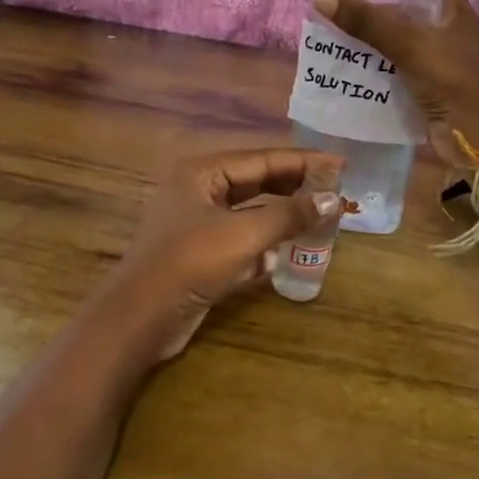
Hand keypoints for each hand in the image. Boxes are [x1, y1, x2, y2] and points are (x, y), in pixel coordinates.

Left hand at [110, 149, 341, 360]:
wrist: (139, 320)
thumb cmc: (189, 263)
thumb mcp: (243, 235)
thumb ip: (289, 215)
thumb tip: (333, 200)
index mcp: (202, 173)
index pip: (262, 158)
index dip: (303, 161)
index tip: (340, 163)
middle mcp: (198, 191)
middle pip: (255, 182)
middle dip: (294, 187)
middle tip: (334, 190)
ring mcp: (196, 224)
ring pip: (249, 212)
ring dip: (281, 216)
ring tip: (319, 217)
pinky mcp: (199, 255)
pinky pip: (240, 240)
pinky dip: (263, 244)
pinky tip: (286, 253)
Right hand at [314, 0, 478, 162]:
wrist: (472, 136)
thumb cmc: (449, 80)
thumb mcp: (407, 45)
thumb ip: (367, 23)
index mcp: (456, 12)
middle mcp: (450, 31)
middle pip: (415, 7)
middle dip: (383, 3)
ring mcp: (441, 59)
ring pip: (404, 37)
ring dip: (378, 34)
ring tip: (343, 25)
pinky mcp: (429, 84)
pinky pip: (400, 65)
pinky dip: (379, 61)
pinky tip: (353, 59)